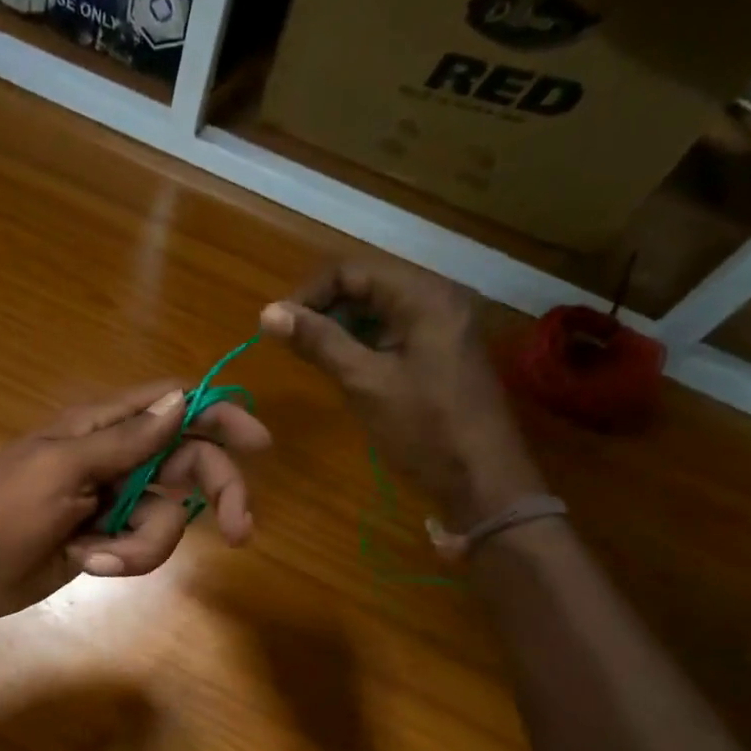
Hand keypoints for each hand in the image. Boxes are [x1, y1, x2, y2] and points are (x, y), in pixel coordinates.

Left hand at [0, 380, 271, 622]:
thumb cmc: (3, 511)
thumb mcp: (62, 470)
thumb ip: (125, 440)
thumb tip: (180, 399)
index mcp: (101, 427)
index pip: (172, 405)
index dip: (217, 414)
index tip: (257, 443)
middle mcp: (116, 458)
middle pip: (188, 464)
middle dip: (214, 495)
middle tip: (239, 531)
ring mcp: (114, 500)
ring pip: (169, 515)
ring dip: (144, 543)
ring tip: (98, 555)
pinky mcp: (109, 538)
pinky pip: (144, 545)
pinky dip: (124, 558)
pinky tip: (87, 561)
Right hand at [260, 263, 543, 529]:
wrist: (483, 480)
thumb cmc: (424, 429)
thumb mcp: (365, 382)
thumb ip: (319, 342)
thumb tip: (268, 314)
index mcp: (424, 296)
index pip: (352, 271)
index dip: (309, 293)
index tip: (276, 327)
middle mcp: (439, 297)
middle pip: (368, 284)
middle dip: (324, 309)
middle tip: (290, 343)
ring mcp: (444, 324)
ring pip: (379, 309)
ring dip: (341, 327)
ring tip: (310, 356)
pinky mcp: (443, 350)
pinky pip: (395, 331)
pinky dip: (364, 342)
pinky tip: (344, 367)